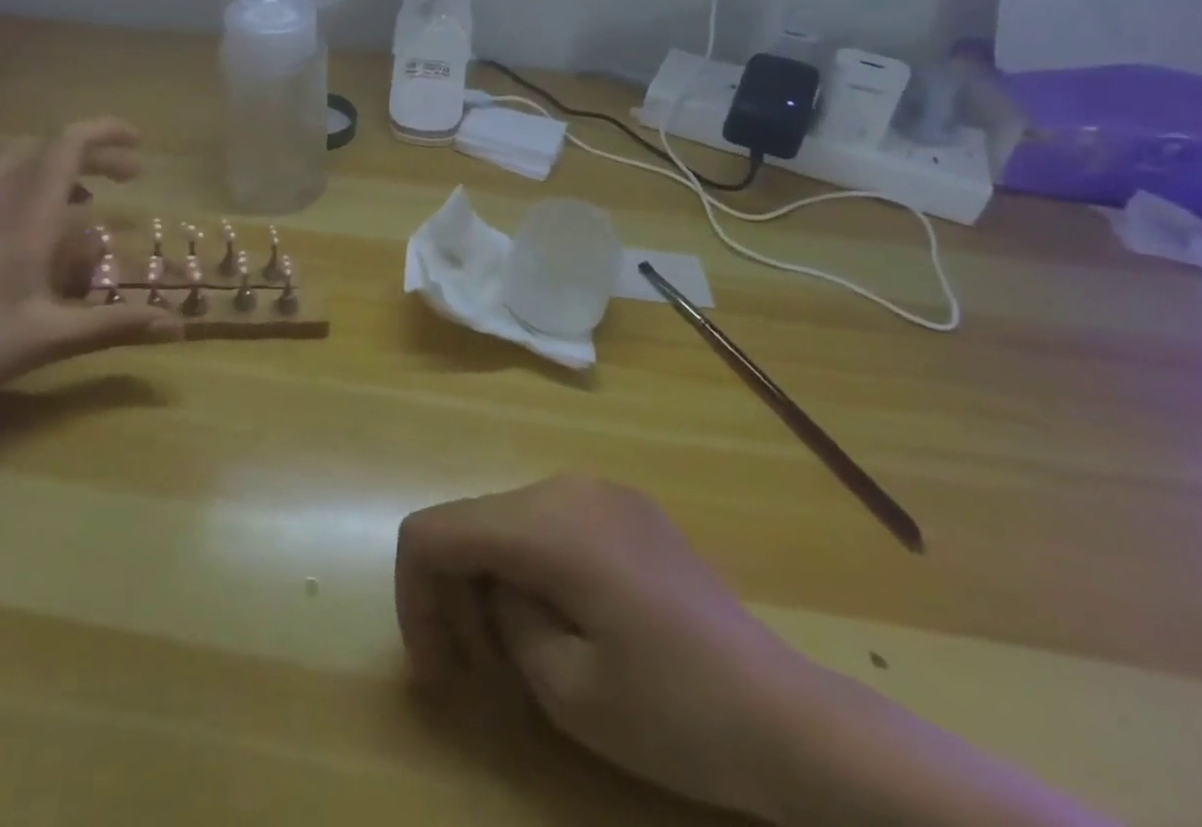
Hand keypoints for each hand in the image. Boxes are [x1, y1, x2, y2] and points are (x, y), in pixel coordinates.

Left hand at [0, 117, 179, 442]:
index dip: (106, 133)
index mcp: (25, 214)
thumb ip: (114, 324)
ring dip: (45, 167)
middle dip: (89, 155)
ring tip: (72, 199)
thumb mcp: (49, 338)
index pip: (68, 146)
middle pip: (43, 149)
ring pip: (4, 161)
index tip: (139, 144)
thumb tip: (178, 325)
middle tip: (123, 179)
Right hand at [395, 474, 811, 819]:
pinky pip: (548, 522)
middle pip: (471, 522)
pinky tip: (562, 618)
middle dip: (454, 592)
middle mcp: (567, 486)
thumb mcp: (565, 687)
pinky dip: (530, 565)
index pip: (435, 531)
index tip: (436, 668)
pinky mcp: (625, 508)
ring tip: (522, 649)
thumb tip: (496, 587)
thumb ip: (504, 619)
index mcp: (547, 523)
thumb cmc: (674, 713)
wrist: (787, 716)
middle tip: (478, 672)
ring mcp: (600, 490)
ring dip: (492, 578)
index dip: (414, 595)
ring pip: (507, 520)